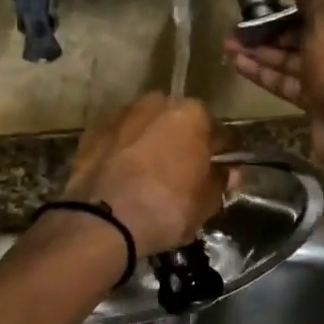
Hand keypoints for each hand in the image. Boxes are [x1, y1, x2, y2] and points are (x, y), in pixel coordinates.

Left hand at [63, 93, 224, 256]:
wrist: (103, 220)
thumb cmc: (166, 209)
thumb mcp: (206, 203)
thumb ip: (220, 181)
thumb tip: (229, 172)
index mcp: (192, 114)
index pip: (218, 132)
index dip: (222, 153)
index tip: (221, 169)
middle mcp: (157, 103)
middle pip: (178, 122)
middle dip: (182, 141)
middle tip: (182, 172)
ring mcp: (121, 114)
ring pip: (145, 126)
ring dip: (150, 142)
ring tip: (148, 173)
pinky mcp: (93, 130)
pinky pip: (119, 139)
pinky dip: (123, 151)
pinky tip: (122, 175)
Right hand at [224, 0, 323, 185]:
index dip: (297, 8)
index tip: (268, 7)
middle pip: (310, 36)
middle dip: (273, 33)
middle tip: (239, 29)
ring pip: (298, 61)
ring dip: (264, 53)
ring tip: (228, 46)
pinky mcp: (323, 103)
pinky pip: (293, 83)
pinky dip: (269, 75)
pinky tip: (239, 65)